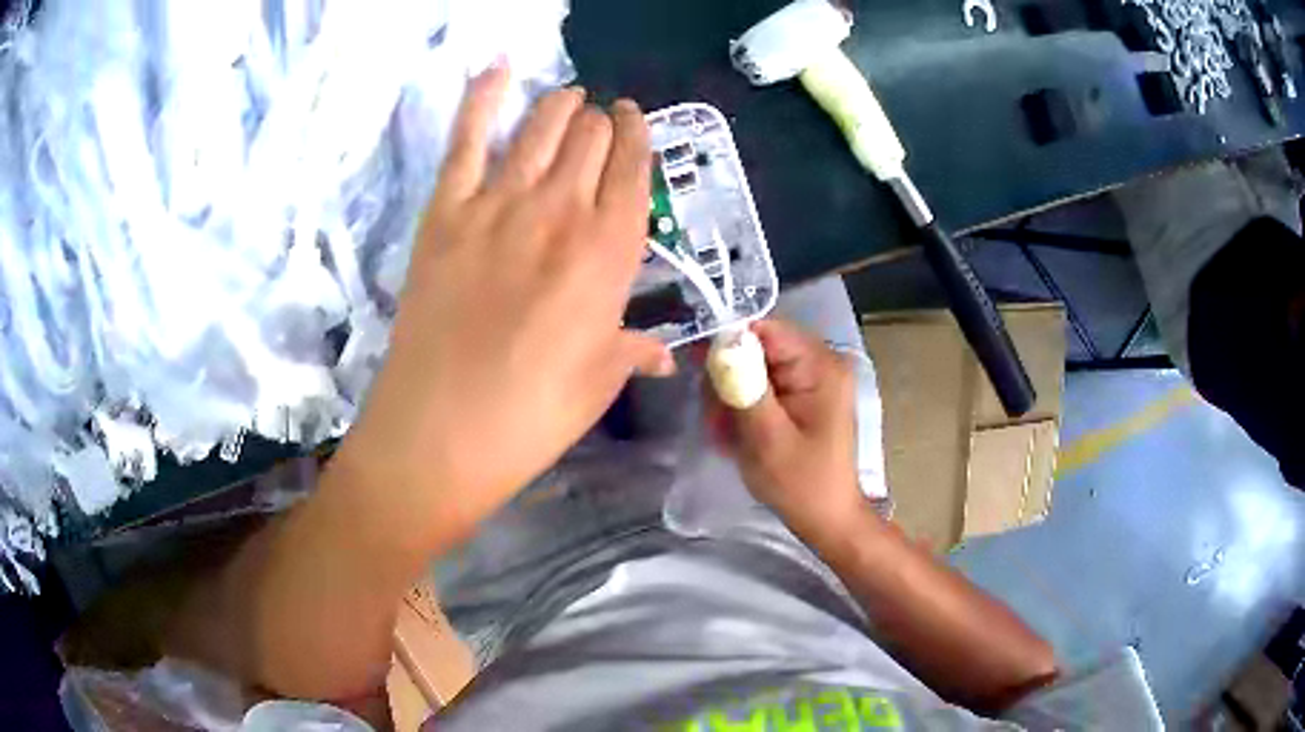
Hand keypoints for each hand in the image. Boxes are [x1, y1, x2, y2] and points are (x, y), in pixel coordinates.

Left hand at [338, 64, 673, 539]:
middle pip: (591, 137)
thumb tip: (662, 353)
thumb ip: (633, 349)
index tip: (635, 123)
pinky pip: (466, 137)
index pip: (636, 169)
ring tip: (566, 97)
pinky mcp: (445, 211)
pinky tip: (498, 67)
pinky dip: (482, 97)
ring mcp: (498, 204)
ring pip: (541, 125)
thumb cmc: (532, 416)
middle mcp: (562, 212)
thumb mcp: (599, 382)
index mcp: (611, 252)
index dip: (638, 137)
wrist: (441, 432)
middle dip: (601, 122)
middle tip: (597, 123)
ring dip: (560, 104)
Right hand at [707, 319, 861, 536]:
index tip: (697, 367)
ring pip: (754, 368)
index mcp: (820, 366)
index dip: (727, 341)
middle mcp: (819, 362)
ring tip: (725, 434)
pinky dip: (745, 407)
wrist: (828, 519)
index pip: (765, 328)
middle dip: (728, 379)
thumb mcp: (767, 437)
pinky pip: (763, 386)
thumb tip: (720, 341)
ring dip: (732, 398)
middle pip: (757, 347)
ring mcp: (812, 379)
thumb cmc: (801, 484)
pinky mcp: (804, 396)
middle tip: (715, 420)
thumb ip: (744, 386)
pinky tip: (738, 436)